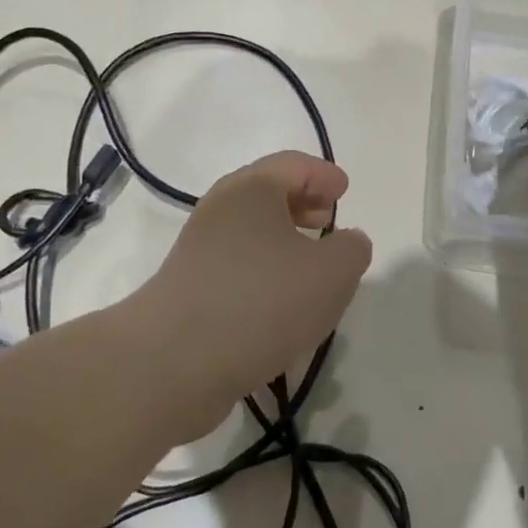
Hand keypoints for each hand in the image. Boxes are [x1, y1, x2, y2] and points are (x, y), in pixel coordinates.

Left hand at [130, 151, 371, 439]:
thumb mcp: (332, 272)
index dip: (323, 175)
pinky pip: (237, 268)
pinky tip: (282, 305)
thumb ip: (352, 249)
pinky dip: (264, 274)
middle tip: (328, 223)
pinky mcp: (189, 290)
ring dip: (283, 244)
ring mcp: (199, 252)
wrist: (174, 362)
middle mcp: (220, 211)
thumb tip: (346, 242)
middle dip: (302, 205)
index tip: (344, 192)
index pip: (293, 165)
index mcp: (251, 189)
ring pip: (251, 234)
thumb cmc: (262, 300)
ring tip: (311, 269)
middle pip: (266, 195)